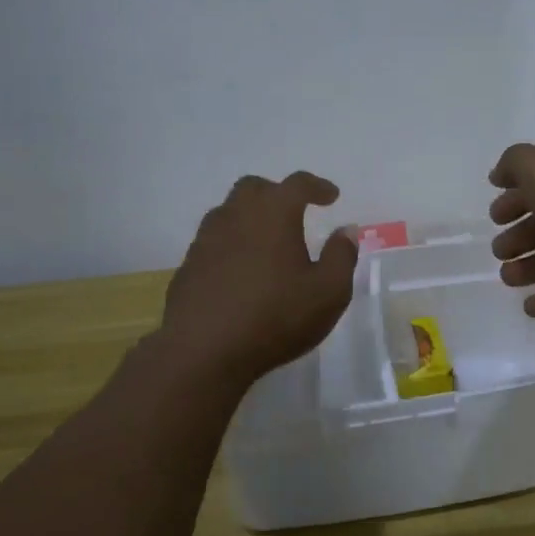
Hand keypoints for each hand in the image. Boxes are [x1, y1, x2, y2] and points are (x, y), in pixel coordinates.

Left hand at [161, 172, 359, 386]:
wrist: (202, 351)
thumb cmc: (276, 316)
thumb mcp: (328, 291)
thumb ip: (342, 256)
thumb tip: (346, 230)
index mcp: (273, 213)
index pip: (298, 184)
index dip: (317, 186)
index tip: (331, 196)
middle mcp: (236, 215)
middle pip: (255, 188)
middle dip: (277, 193)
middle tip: (294, 211)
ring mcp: (206, 240)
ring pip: (229, 212)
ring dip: (250, 217)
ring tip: (267, 241)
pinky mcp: (188, 267)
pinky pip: (213, 242)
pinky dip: (231, 245)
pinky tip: (241, 271)